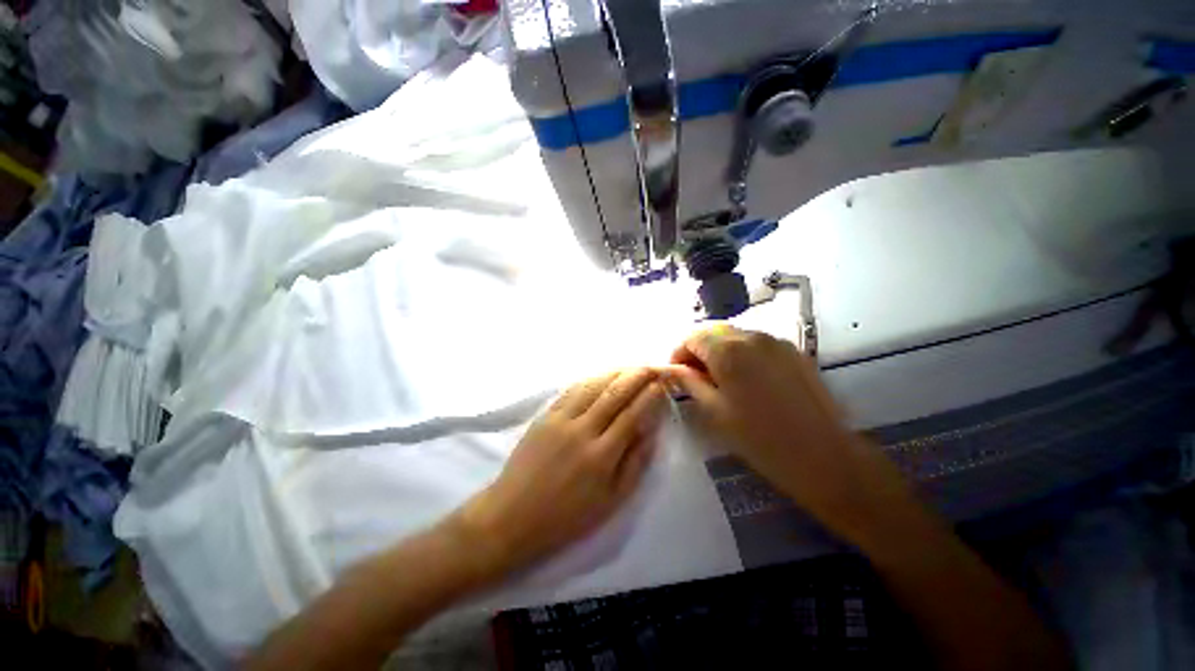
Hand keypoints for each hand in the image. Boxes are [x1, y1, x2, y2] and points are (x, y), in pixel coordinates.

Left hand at [453, 368, 666, 580]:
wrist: (512, 516)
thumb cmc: (567, 517)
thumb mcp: (611, 501)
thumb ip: (635, 463)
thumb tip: (651, 430)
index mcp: (602, 455)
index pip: (633, 414)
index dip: (650, 395)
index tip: (662, 383)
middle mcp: (583, 430)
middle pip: (615, 393)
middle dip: (637, 375)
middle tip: (652, 367)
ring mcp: (561, 419)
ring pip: (594, 385)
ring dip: (616, 373)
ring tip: (632, 368)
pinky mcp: (545, 415)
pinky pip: (572, 389)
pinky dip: (591, 379)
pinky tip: (601, 376)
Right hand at [664, 326, 914, 542]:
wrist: (825, 457)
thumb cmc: (760, 439)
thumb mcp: (715, 412)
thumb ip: (690, 383)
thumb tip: (673, 370)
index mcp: (728, 351)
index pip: (692, 337)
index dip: (678, 352)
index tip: (675, 372)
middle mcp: (752, 336)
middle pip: (713, 331)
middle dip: (698, 349)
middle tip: (694, 375)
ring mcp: (777, 342)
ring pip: (735, 335)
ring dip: (719, 350)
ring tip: (719, 378)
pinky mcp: (794, 351)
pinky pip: (757, 344)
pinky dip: (742, 353)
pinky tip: (746, 378)